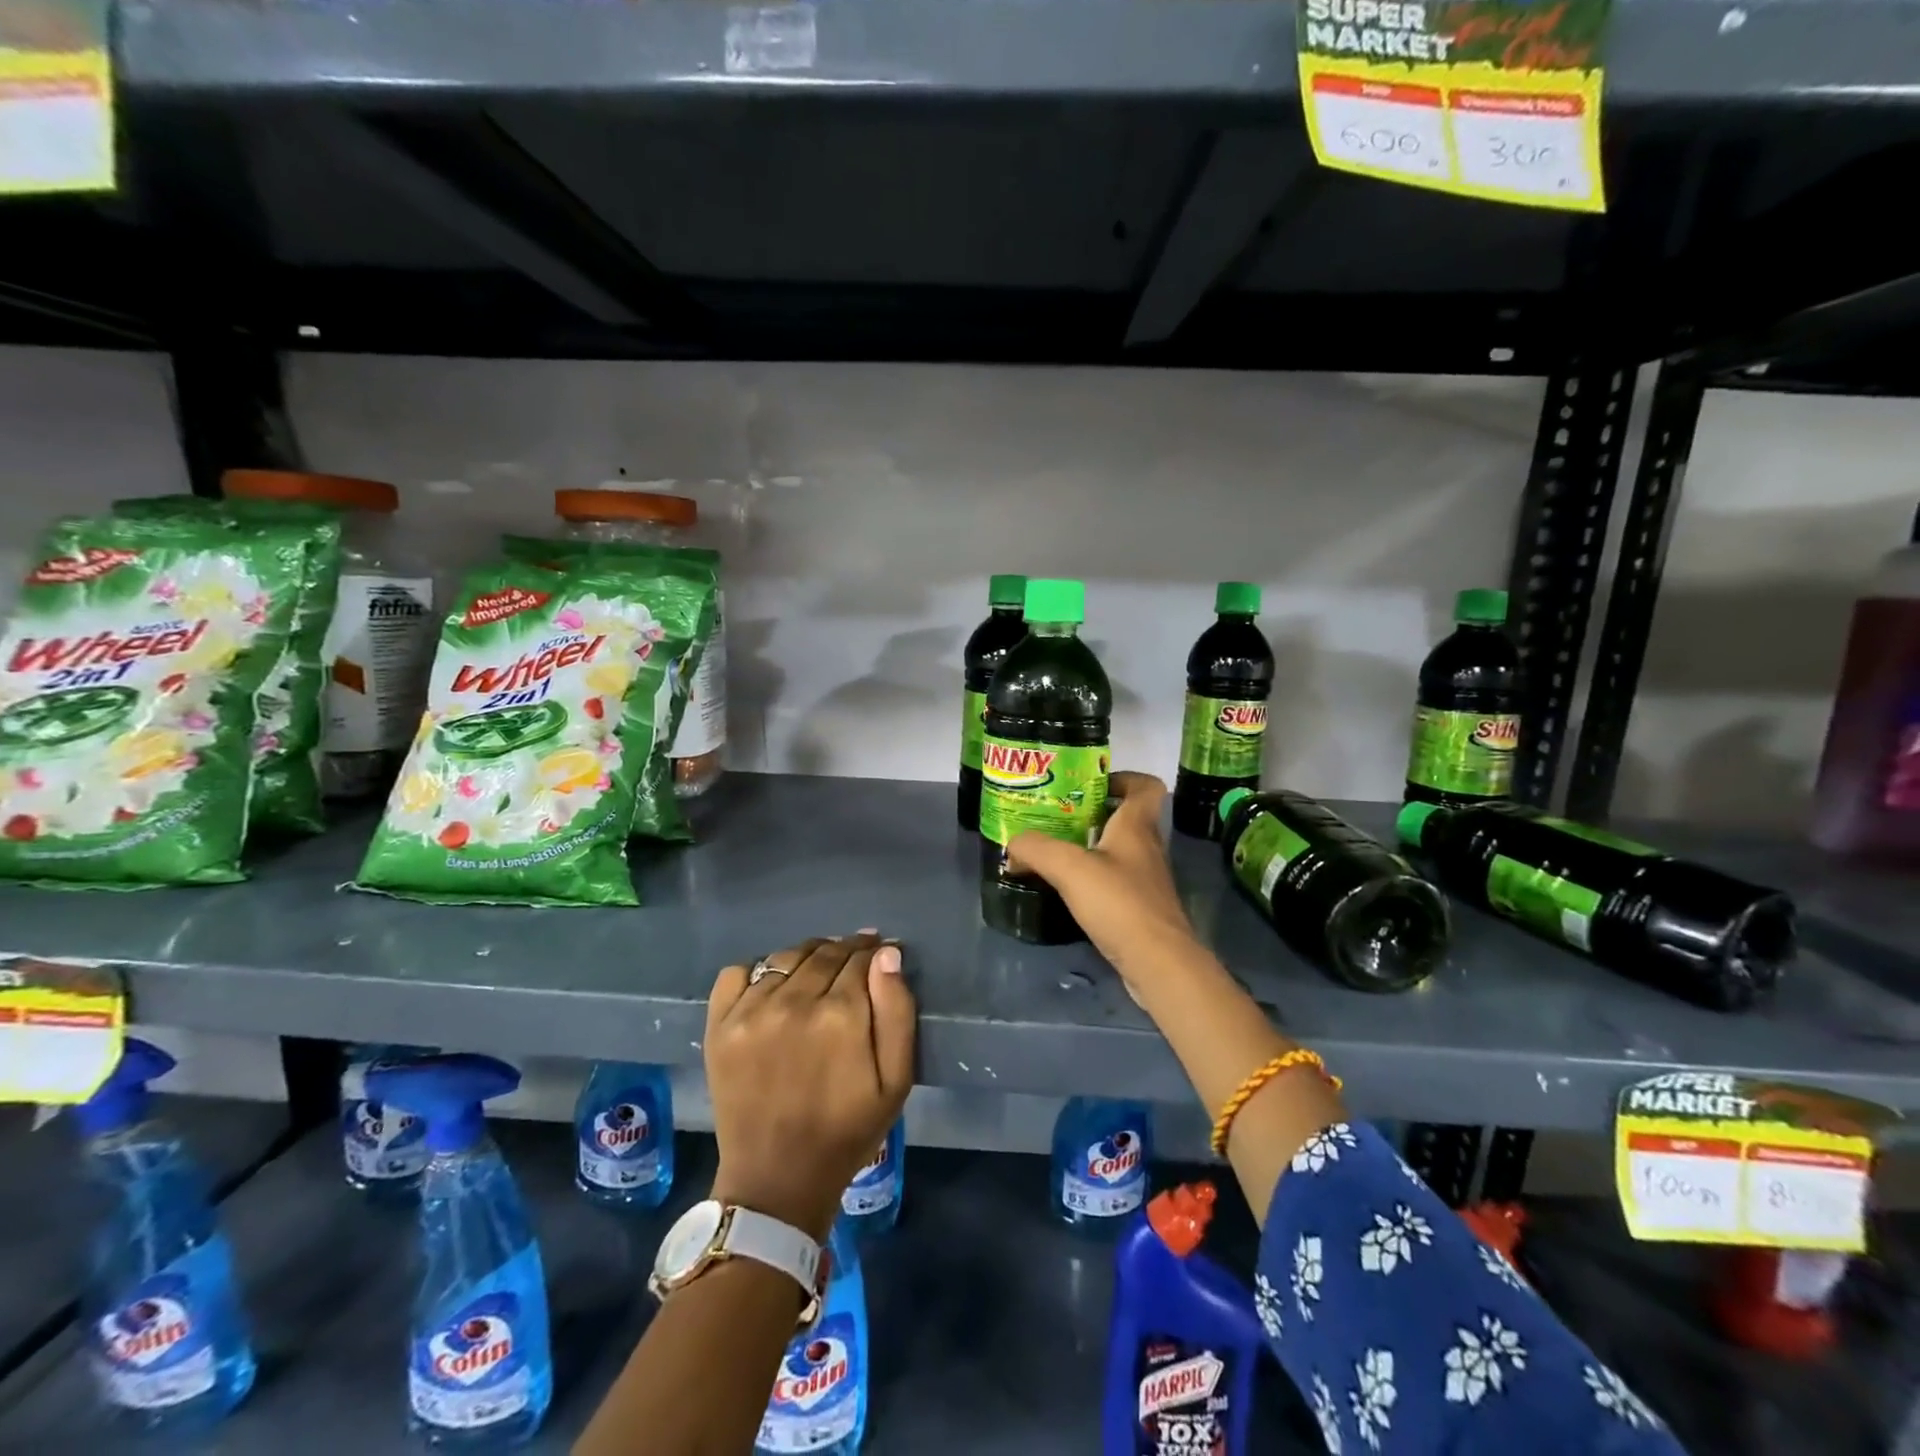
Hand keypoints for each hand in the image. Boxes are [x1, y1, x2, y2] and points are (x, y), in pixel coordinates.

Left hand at [704, 933, 915, 1241]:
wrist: (777, 1180)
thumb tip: (886, 955)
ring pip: (786, 957)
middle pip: (824, 952)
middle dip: (844, 952)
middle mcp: (794, 1001)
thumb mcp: (896, 1081)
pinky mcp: (720, 1025)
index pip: (860, 957)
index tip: (879, 955)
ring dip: (807, 958)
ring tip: (816, 974)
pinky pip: (738, 972)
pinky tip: (772, 989)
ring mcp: (751, 1011)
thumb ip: (897, 1011)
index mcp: (841, 1014)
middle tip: (852, 963)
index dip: (873, 953)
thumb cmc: (847, 1131)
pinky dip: (758, 971)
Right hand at [1008, 771, 1201, 989]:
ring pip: (1118, 851)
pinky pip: (1115, 882)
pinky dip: (1093, 880)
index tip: (1089, 784)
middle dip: (1092, 813)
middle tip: (1055, 818)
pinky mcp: (1141, 909)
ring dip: (1090, 848)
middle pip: (1126, 818)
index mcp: (1137, 827)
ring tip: (1053, 853)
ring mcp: (1146, 881)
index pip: (1145, 786)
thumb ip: (1036, 849)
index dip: (1122, 778)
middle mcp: (1146, 848)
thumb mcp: (1069, 868)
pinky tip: (1067, 890)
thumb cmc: (1119, 903)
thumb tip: (1012, 845)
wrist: (1158, 963)